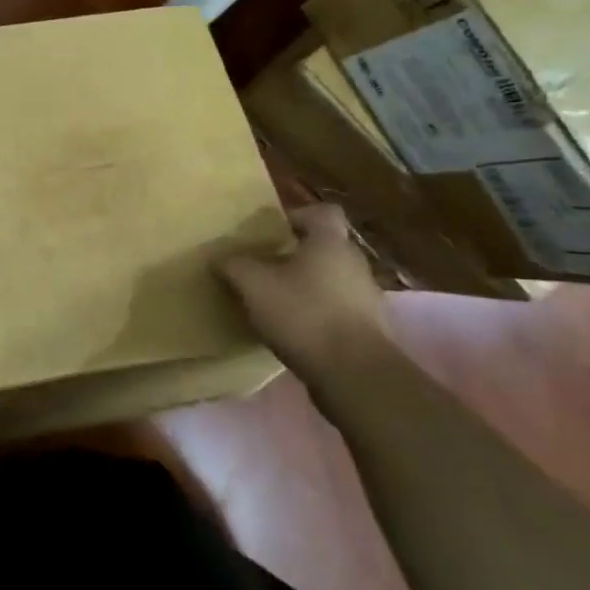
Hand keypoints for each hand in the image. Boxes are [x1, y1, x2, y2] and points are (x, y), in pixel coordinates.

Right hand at [217, 203, 387, 385]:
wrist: (356, 377)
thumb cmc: (305, 314)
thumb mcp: (254, 285)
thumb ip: (234, 266)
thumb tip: (219, 258)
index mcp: (330, 243)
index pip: (322, 212)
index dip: (297, 216)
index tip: (272, 233)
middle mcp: (355, 264)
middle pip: (324, 249)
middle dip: (294, 257)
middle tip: (262, 269)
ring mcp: (367, 300)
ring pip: (330, 282)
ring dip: (306, 289)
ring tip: (274, 304)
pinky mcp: (370, 333)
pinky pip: (337, 313)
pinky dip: (317, 318)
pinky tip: (293, 333)